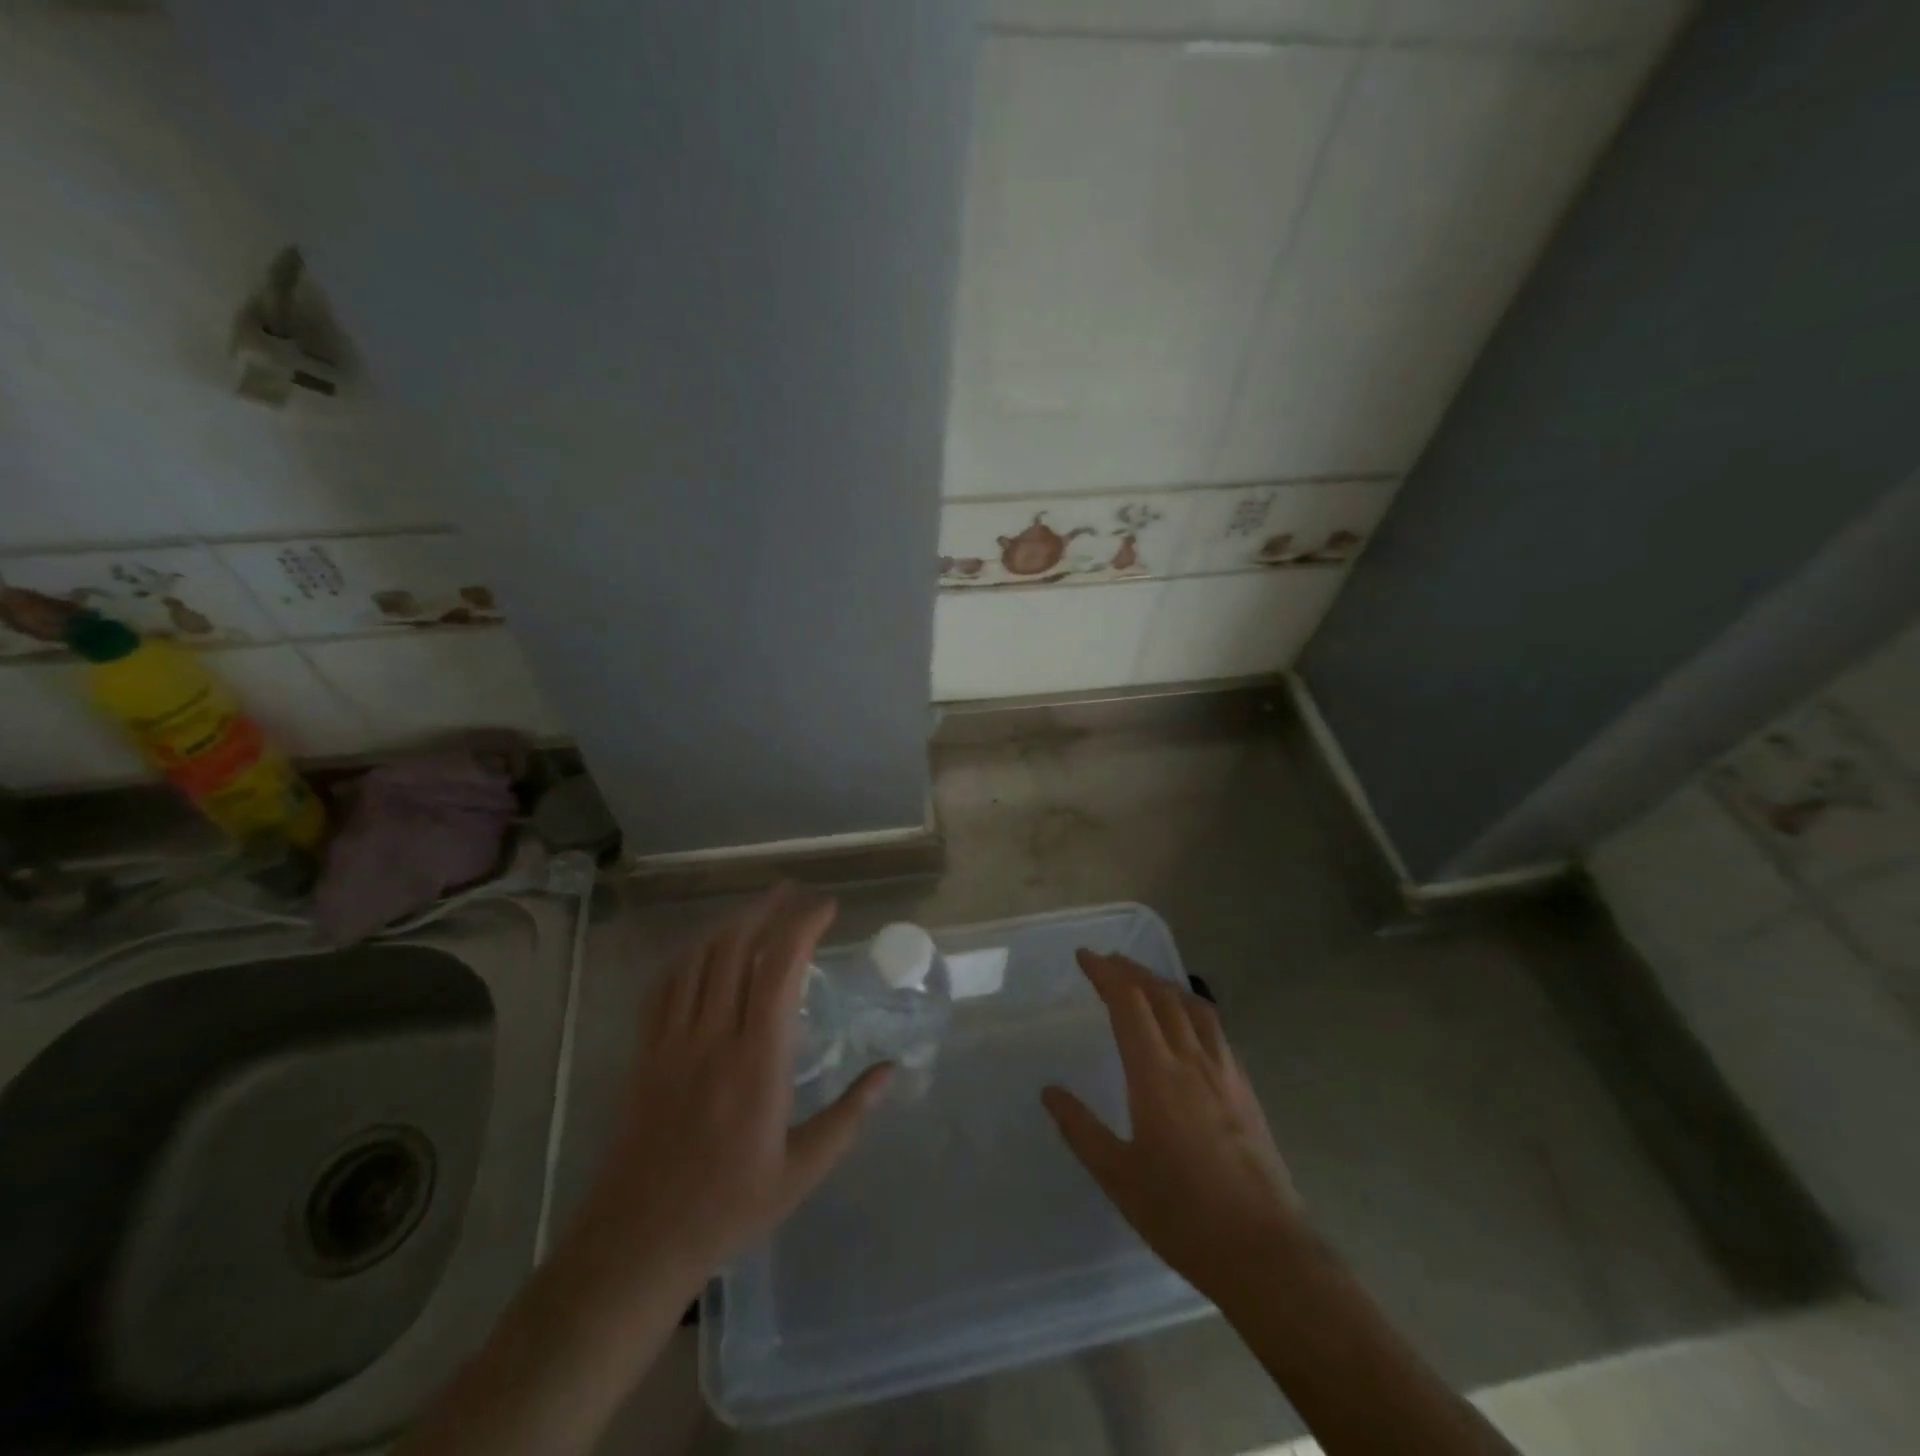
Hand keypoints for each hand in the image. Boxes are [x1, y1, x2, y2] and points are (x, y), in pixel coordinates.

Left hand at [581, 884, 891, 1285]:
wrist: (638, 1242)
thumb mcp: (803, 1170)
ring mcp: (672, 1042)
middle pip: (735, 948)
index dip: (803, 927)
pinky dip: (688, 955)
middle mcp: (713, 1037)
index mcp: (757, 1062)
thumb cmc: (729, 1208)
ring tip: (757, 910)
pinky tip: (703, 950)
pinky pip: (664, 986)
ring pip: (698, 959)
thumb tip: (891, 1070)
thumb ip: (850, 1115)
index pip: (780, 970)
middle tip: (793, 892)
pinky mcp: (644, 1053)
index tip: (826, 908)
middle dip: (767, 909)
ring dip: (729, 924)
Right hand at [1043, 950, 1301, 1300]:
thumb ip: (1081, 1129)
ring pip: (1193, 1006)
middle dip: (1131, 970)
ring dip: (1163, 983)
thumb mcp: (1118, 1177)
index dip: (1105, 973)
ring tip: (1144, 980)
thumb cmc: (1182, 1214)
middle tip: (1107, 961)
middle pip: (1160, 995)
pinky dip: (1191, 1007)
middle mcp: (1191, 1060)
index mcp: (1156, 1075)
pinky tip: (1187, 1023)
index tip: (1085, 956)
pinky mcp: (1244, 1089)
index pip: (1128, 1003)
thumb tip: (1050, 1091)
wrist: (1263, 1251)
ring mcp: (1224, 1072)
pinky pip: (1214, 1029)